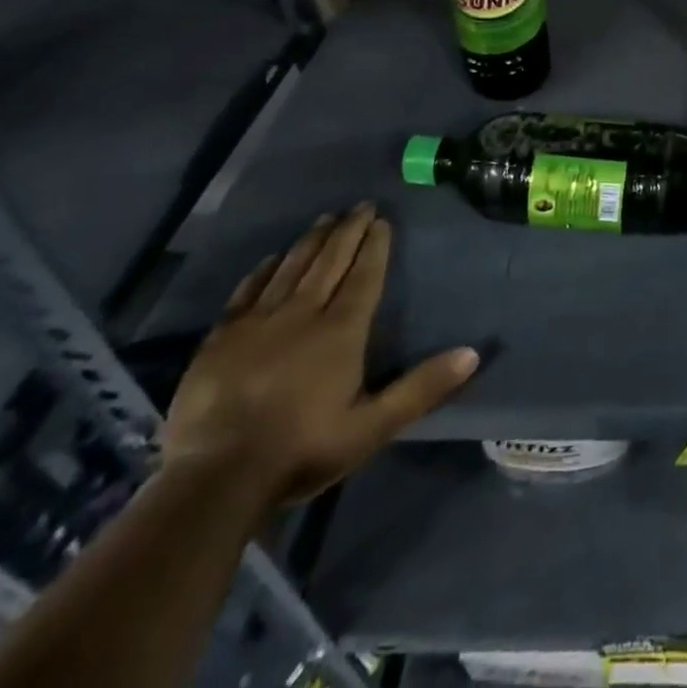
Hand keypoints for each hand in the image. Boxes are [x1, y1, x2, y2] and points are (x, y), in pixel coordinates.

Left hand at [161, 205, 478, 508]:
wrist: (213, 482)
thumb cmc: (302, 450)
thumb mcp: (373, 427)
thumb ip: (421, 388)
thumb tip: (472, 354)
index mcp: (341, 331)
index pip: (364, 276)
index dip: (375, 246)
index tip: (382, 220)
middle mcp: (302, 314)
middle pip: (329, 262)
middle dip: (348, 231)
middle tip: (360, 205)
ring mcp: (257, 323)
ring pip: (291, 268)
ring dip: (311, 241)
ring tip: (325, 218)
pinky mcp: (220, 339)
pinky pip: (247, 291)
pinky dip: (263, 269)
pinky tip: (272, 257)